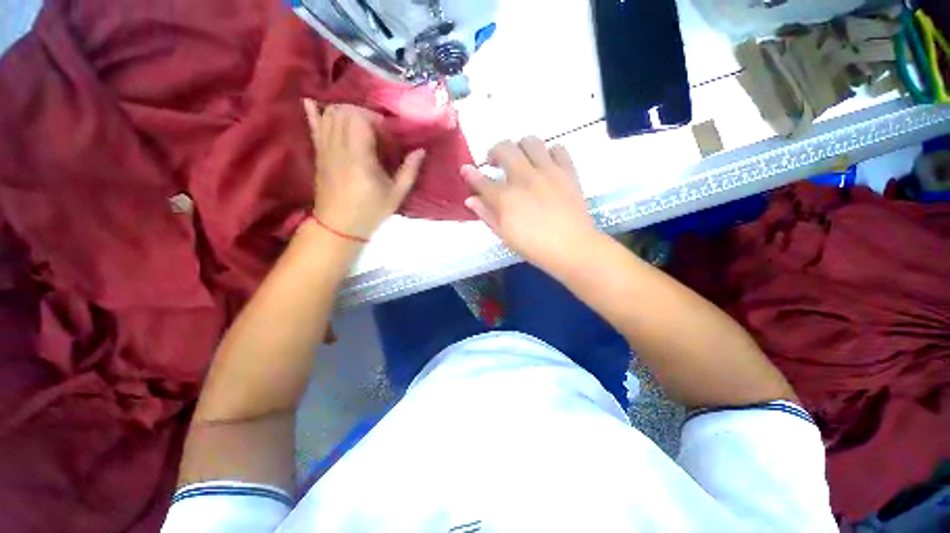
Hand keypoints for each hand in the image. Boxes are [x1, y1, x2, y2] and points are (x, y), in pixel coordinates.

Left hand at [303, 100, 424, 240]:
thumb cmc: (371, 211)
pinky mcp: (319, 153)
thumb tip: (421, 151)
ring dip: (347, 113)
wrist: (339, 226)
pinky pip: (313, 127)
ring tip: (362, 126)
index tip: (388, 137)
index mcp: (359, 158)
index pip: (361, 119)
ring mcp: (325, 149)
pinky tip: (314, 103)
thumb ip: (409, 171)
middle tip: (378, 132)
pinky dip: (315, 113)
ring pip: (330, 115)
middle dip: (364, 114)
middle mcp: (339, 148)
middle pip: (345, 111)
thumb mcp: (396, 195)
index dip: (378, 121)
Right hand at [462, 137, 597, 270]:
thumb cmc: (534, 247)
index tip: (466, 170)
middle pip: (504, 149)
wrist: (571, 247)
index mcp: (506, 198)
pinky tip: (546, 165)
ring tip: (521, 160)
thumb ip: (487, 215)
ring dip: (521, 147)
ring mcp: (548, 172)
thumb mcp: (505, 235)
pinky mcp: (567, 171)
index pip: (482, 180)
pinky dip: (549, 152)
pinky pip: (558, 149)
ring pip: (530, 141)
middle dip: (494, 151)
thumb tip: (471, 199)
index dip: (471, 174)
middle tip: (496, 163)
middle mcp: (524, 178)